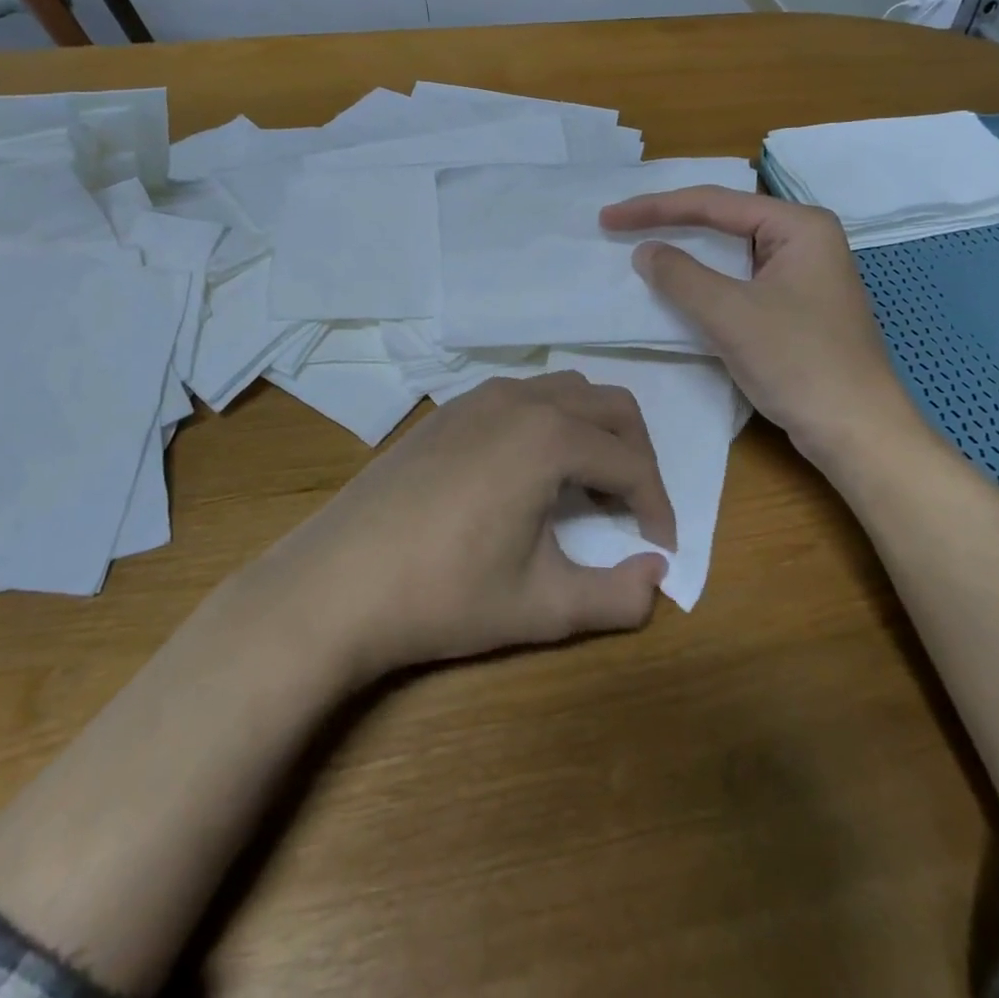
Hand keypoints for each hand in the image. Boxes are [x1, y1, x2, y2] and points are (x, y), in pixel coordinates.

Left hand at [269, 372, 675, 679]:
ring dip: (593, 431)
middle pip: (610, 406)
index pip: (631, 463)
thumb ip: (619, 597)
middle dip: (636, 453)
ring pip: (565, 391)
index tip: (661, 547)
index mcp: (550, 437)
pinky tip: (530, 471)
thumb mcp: (544, 606)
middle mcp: (520, 400)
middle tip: (634, 507)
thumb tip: (658, 576)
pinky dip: (550, 422)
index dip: (658, 506)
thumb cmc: (446, 594)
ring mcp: (478, 398)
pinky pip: (521, 396)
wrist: (337, 584)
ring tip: (588, 486)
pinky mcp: (448, 410)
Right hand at [601, 187, 922, 465]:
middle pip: (725, 221)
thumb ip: (681, 276)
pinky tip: (680, 289)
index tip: (609, 217)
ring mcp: (804, 275)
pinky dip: (707, 284)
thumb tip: (645, 251)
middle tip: (620, 226)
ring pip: (733, 254)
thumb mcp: (731, 314)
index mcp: (799, 226)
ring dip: (688, 254)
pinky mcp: (797, 308)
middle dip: (672, 223)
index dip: (656, 208)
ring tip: (642, 249)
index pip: (715, 203)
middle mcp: (805, 240)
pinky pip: (741, 282)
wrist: (858, 432)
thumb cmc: (799, 362)